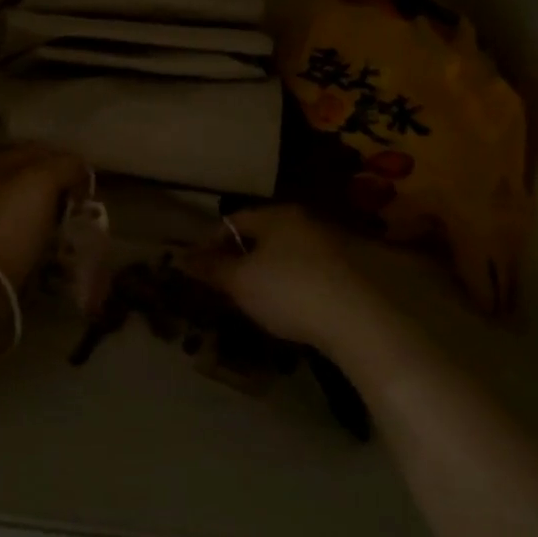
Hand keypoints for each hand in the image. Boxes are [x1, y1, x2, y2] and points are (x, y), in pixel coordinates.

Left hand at [0, 144, 89, 284]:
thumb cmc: (10, 222)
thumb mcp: (42, 182)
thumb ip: (65, 165)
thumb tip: (80, 166)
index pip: (37, 150)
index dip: (66, 160)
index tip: (88, 179)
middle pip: (31, 179)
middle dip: (59, 188)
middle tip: (82, 204)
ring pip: (26, 207)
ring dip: (50, 214)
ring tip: (72, 227)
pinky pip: (21, 234)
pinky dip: (38, 238)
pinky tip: (52, 246)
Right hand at [189, 205, 377, 351]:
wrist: (356, 322)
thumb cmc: (288, 291)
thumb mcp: (240, 282)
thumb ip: (210, 268)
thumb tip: (181, 257)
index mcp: (276, 214)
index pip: (232, 221)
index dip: (210, 244)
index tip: (200, 270)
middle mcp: (302, 221)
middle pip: (259, 236)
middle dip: (238, 259)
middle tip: (223, 287)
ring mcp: (327, 245)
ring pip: (282, 255)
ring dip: (264, 274)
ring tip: (251, 302)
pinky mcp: (345, 272)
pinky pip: (304, 272)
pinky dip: (288, 286)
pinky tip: (286, 309)